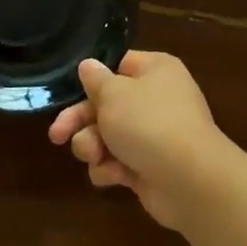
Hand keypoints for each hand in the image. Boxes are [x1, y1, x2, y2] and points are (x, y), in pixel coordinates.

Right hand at [47, 51, 241, 230]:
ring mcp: (153, 135)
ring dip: (92, 146)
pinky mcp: (148, 167)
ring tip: (93, 155)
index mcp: (154, 70)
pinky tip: (113, 175)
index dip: (93, 79)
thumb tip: (89, 65)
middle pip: (106, 104)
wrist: (190, 180)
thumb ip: (95, 80)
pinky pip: (118, 162)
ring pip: (107, 136)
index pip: (117, 65)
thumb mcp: (113, 94)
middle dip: (80, 121)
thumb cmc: (149, 123)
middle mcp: (156, 99)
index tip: (71, 91)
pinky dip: (111, 169)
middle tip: (57, 135)